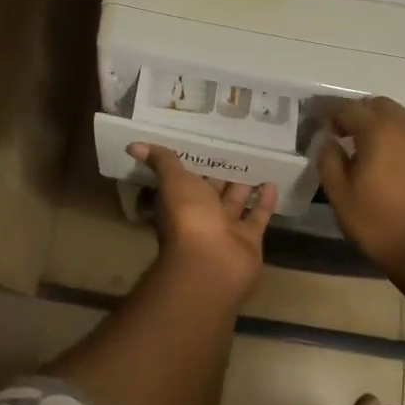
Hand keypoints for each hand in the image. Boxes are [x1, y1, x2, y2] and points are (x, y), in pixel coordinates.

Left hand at [129, 144, 276, 301]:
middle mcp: (202, 215)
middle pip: (214, 190)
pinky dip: (264, 202)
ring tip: (259, 162)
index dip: (196, 162)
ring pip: (236, 203)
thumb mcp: (173, 181)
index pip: (188, 177)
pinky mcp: (248, 240)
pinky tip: (272, 183)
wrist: (211, 264)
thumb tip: (133, 145)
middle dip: (223, 173)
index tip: (207, 141)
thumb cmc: (189, 217)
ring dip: (245, 185)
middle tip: (238, 148)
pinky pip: (257, 217)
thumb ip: (161, 161)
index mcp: (181, 200)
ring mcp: (226, 229)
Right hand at [315, 96, 404, 273]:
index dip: (333, 111)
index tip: (323, 121)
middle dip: (362, 113)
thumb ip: (329, 161)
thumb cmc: (380, 226)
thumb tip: (329, 140)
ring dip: (386, 129)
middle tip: (348, 133)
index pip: (350, 108)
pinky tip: (403, 173)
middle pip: (382, 106)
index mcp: (379, 133)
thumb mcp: (340, 197)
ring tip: (376, 155)